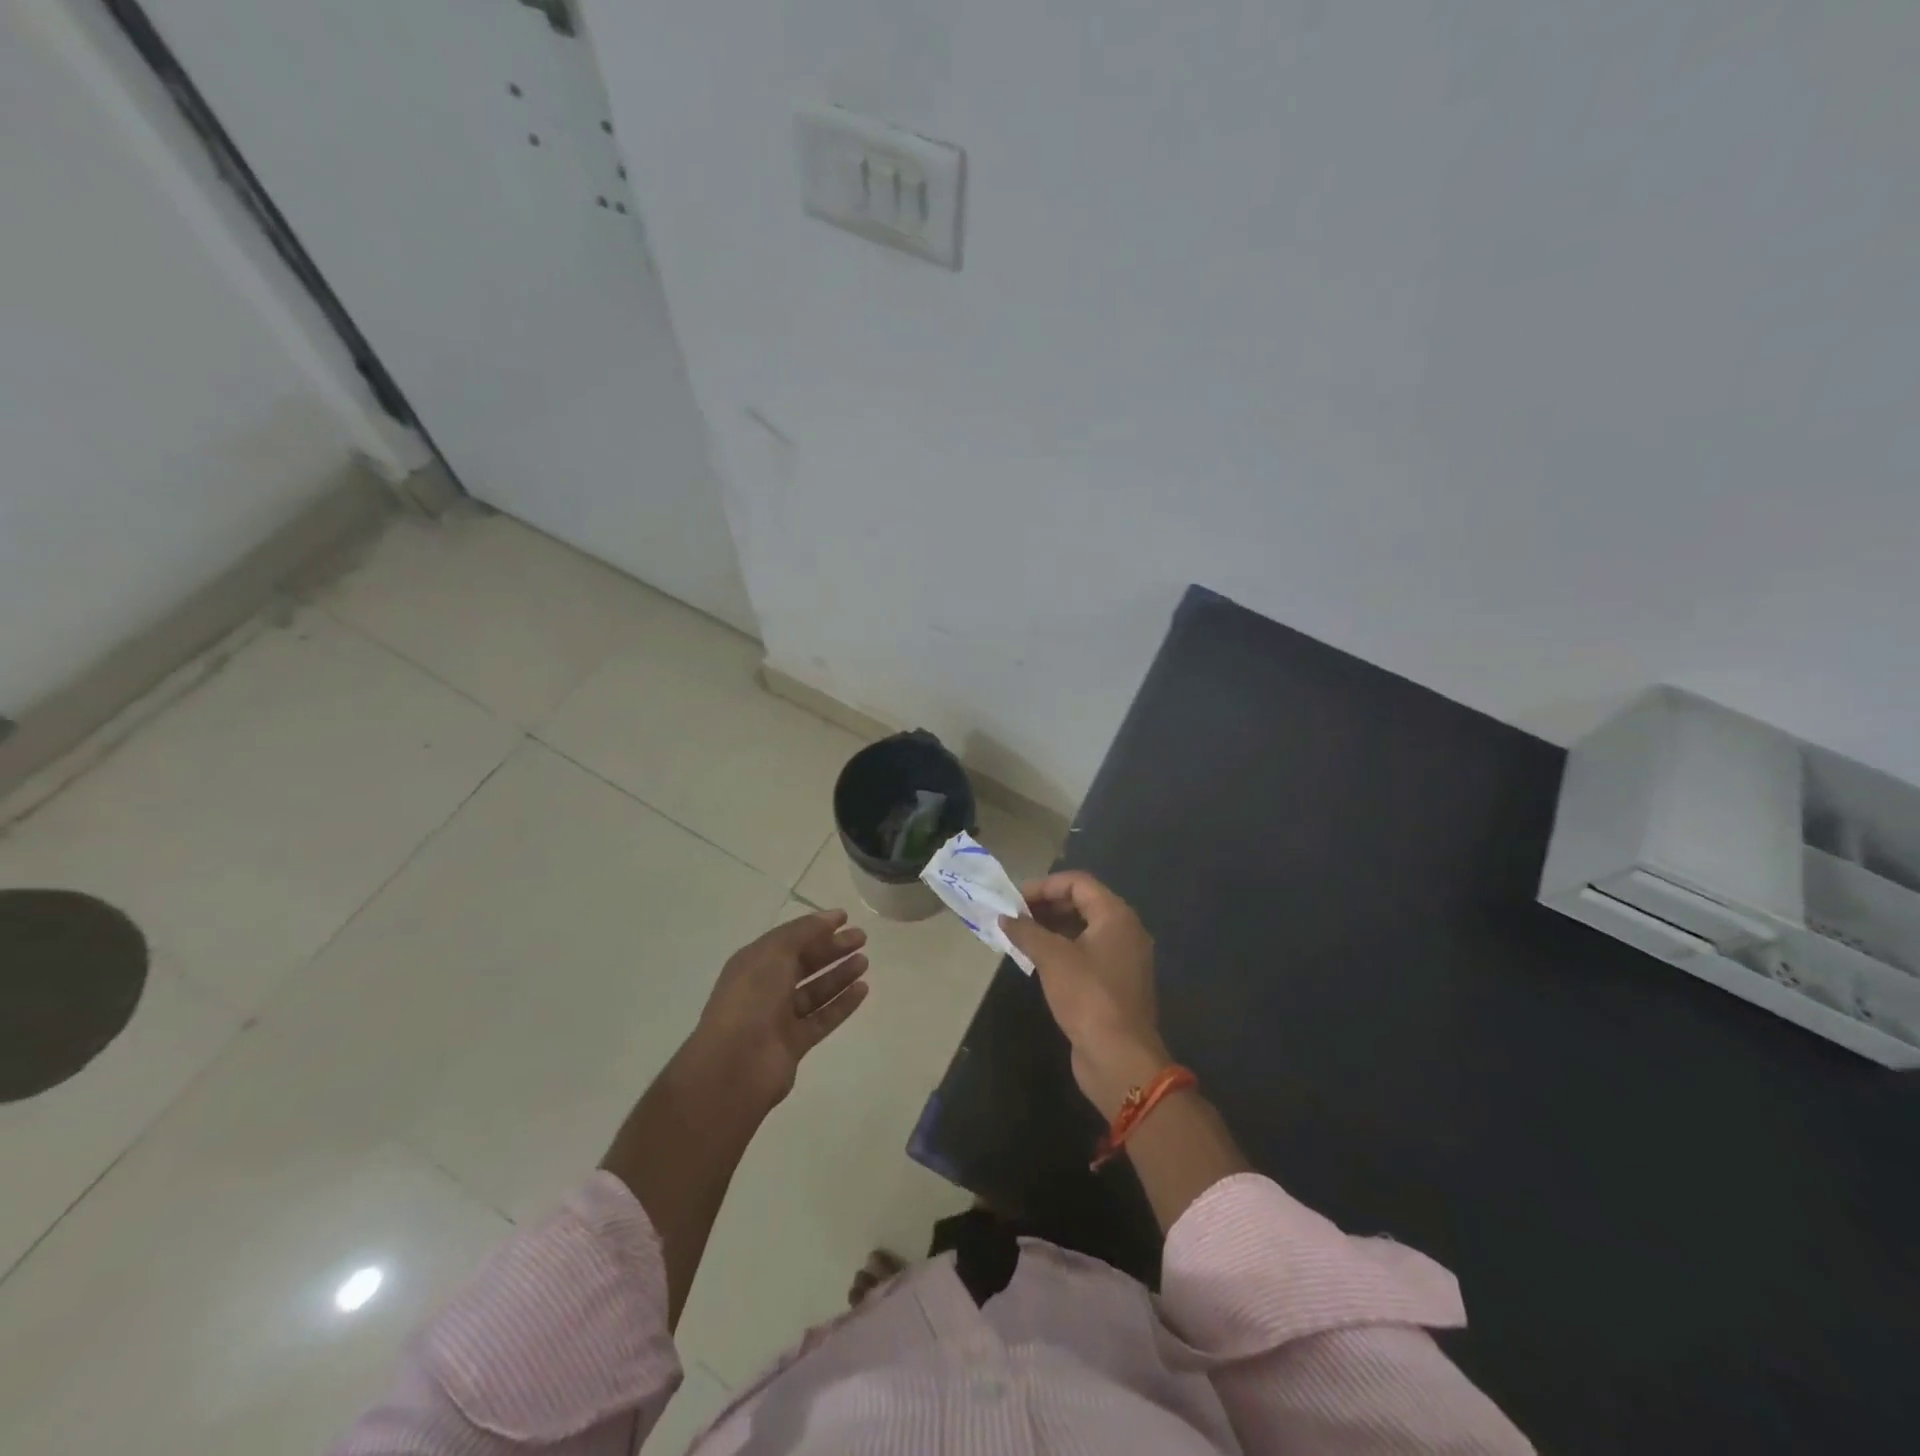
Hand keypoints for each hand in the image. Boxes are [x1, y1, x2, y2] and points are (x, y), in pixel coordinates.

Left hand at [684, 908, 869, 1111]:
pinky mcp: (794, 1043)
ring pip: (815, 991)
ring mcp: (779, 1017)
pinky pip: (822, 1018)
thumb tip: (830, 918)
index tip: (845, 918)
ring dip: (839, 975)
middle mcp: (765, 988)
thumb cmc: (752, 999)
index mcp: (754, 963)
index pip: (789, 939)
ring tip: (865, 962)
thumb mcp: (775, 953)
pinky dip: (842, 1004)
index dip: (816, 927)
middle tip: (862, 938)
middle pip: (804, 963)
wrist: (735, 1065)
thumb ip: (804, 932)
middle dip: (832, 949)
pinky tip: (863, 990)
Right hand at [1001, 872, 1170, 1117]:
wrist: (1120, 1058)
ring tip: (1020, 937)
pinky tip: (1037, 961)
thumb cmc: (1088, 997)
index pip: (1078, 882)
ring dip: (1052, 929)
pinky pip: (1086, 953)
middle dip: (1046, 906)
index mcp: (1116, 916)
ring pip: (1084, 930)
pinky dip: (1062, 950)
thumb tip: (1005, 917)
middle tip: (1014, 917)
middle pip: (1082, 903)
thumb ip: (1027, 931)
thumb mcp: (1052, 958)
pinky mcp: (1116, 984)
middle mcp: (1125, 931)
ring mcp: (1123, 959)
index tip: (1014, 900)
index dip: (1044, 886)